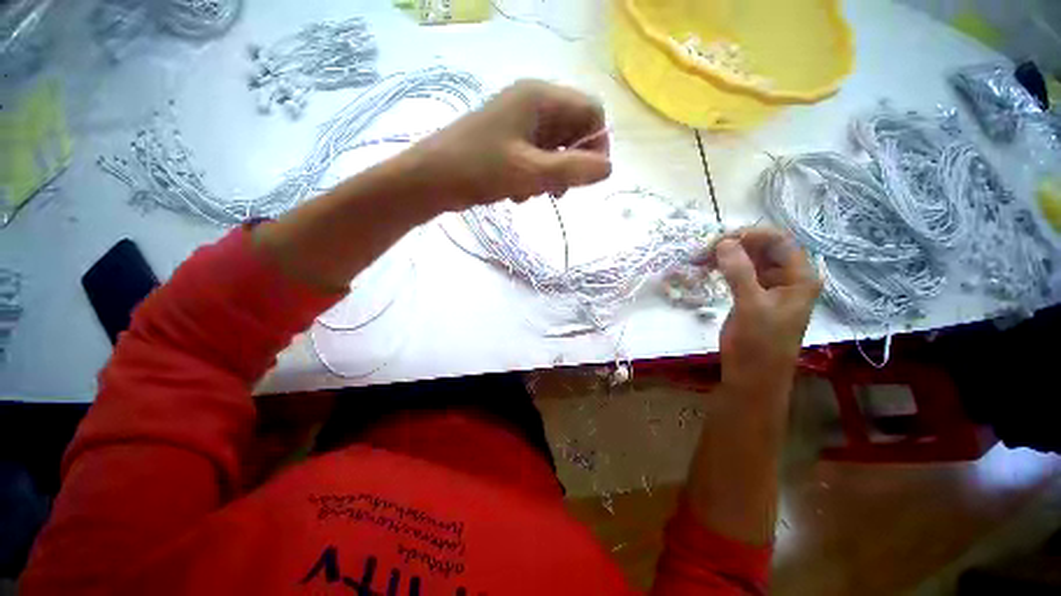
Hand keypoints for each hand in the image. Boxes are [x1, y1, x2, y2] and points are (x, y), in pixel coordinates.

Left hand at [406, 79, 611, 211]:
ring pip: (555, 149)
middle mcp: (532, 104)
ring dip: (550, 175)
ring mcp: (518, 123)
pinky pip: (536, 157)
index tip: (587, 177)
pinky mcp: (508, 141)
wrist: (431, 179)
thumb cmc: (479, 170)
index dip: (596, 145)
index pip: (591, 112)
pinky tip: (517, 193)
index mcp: (540, 98)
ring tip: (529, 193)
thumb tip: (609, 169)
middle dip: (570, 164)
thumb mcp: (531, 172)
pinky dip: (534, 177)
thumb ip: (573, 169)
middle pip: (573, 131)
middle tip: (555, 190)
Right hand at [696, 229, 821, 400]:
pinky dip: (723, 267)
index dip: (750, 235)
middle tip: (704, 251)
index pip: (779, 241)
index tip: (719, 241)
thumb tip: (724, 242)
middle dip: (734, 244)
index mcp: (799, 277)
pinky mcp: (753, 295)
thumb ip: (739, 272)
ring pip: (749, 259)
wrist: (752, 377)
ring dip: (725, 255)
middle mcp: (788, 278)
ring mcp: (770, 287)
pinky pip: (740, 272)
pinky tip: (707, 268)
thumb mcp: (751, 307)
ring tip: (700, 259)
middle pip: (763, 247)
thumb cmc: (759, 345)